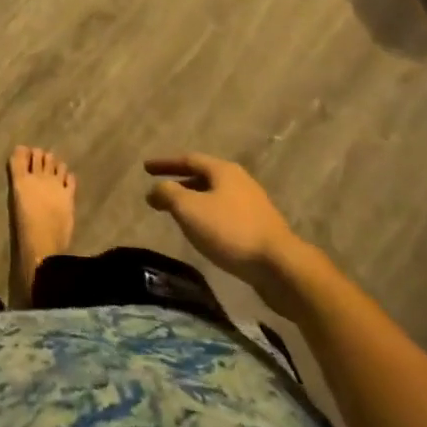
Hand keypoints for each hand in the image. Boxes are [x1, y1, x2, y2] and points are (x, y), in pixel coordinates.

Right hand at [145, 154, 323, 316]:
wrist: (281, 267)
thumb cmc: (231, 231)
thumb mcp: (190, 209)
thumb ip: (168, 194)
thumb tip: (154, 190)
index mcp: (223, 170)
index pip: (188, 159)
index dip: (165, 163)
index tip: (145, 168)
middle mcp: (239, 181)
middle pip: (203, 176)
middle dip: (180, 182)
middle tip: (161, 191)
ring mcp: (253, 205)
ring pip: (215, 196)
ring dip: (194, 201)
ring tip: (179, 214)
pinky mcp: (260, 228)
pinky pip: (226, 214)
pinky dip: (208, 217)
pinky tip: (204, 233)